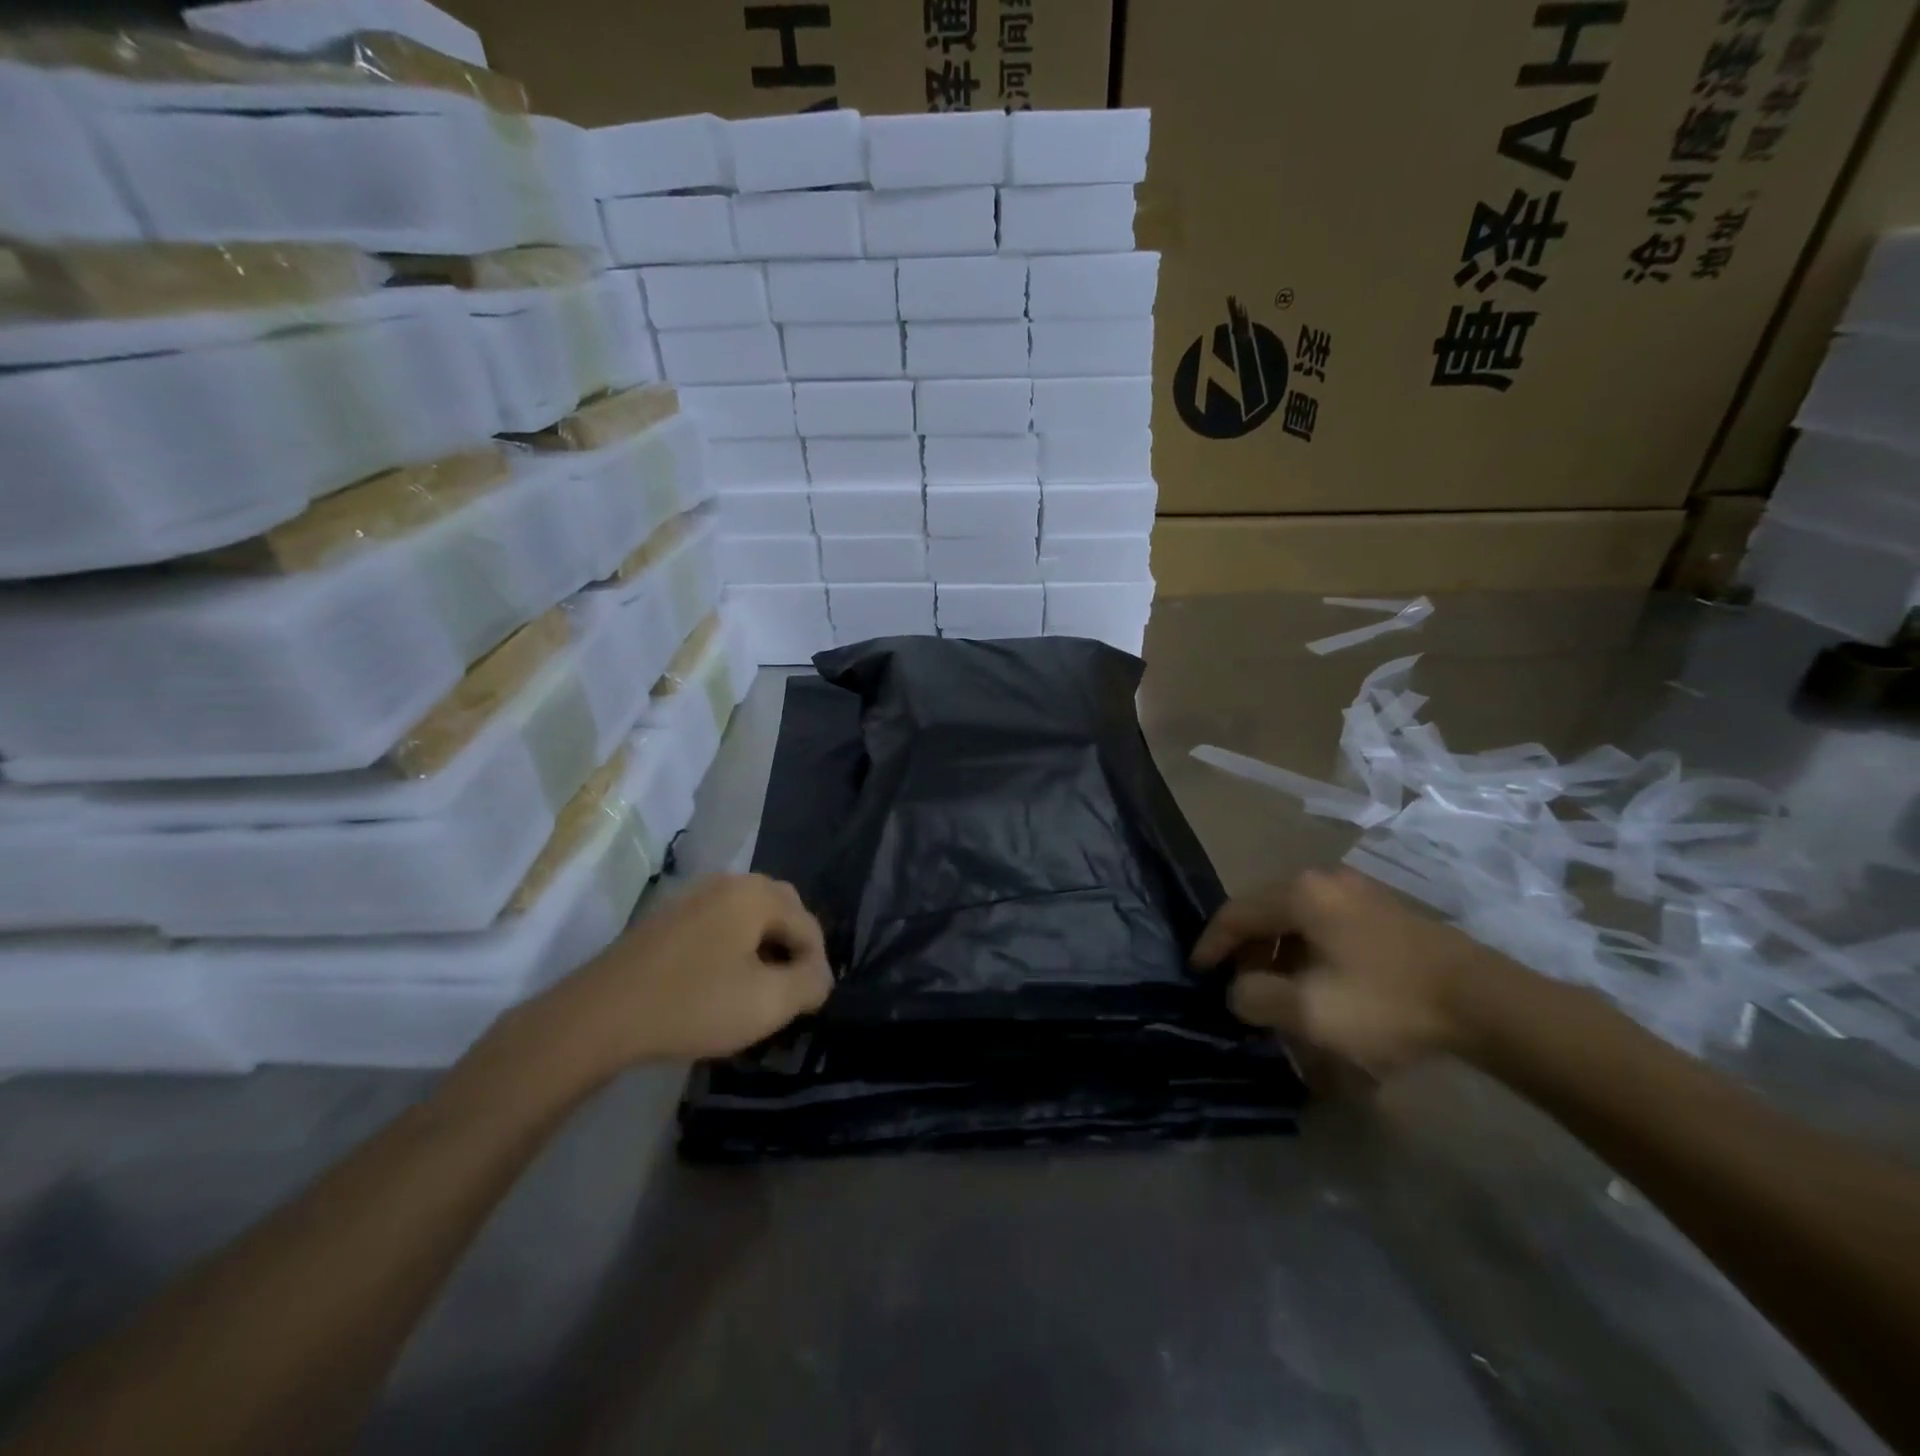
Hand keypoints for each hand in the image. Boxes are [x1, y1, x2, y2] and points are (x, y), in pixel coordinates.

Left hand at [555, 874, 833, 1068]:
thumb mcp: (767, 1002)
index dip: (817, 965)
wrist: (599, 1015)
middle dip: (792, 948)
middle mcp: (728, 882)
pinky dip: (732, 948)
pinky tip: (720, 982)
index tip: (809, 1004)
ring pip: (748, 916)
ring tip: (758, 989)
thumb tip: (820, 976)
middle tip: (789, 989)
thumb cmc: (693, 1004)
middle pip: (781, 910)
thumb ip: (809, 984)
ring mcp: (693, 896)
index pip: (808, 924)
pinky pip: (718, 924)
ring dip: (762, 948)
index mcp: (756, 894)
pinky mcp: (667, 917)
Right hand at [1191, 868, 1486, 1077]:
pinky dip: (1311, 955)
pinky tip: (1321, 989)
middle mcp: (1324, 881)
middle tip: (1241, 991)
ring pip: (1298, 923)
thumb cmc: (1385, 1002)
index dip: (1210, 945)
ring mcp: (1359, 894)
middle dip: (1247, 955)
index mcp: (1300, 894)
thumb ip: (1255, 997)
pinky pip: (1328, 929)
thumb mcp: (1307, 1011)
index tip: (1197, 974)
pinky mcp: (1386, 913)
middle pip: (1266, 915)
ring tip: (1280, 997)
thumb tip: (1238, 991)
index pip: (1235, 913)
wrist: (1486, 1004)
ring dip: (1280, 958)